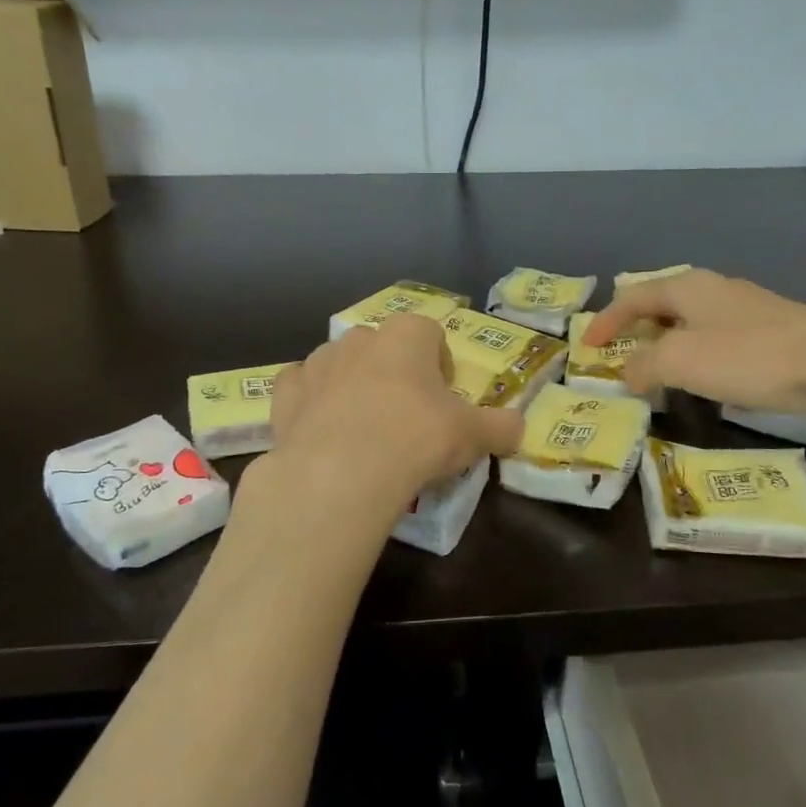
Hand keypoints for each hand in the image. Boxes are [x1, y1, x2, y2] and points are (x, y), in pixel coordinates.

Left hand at [269, 315, 523, 503]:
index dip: (440, 364)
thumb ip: (501, 427)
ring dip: (352, 385)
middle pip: (384, 347)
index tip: (445, 399)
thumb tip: (519, 427)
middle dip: (395, 373)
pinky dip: (311, 402)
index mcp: (407, 335)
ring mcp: (318, 363)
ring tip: (364, 430)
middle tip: (407, 417)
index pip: (430, 334)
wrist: (341, 472)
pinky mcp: (286, 394)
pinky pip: (301, 388)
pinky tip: (322, 430)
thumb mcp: (473, 436)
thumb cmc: (416, 439)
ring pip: (340, 365)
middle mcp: (360, 338)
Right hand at [583, 268, 805, 413]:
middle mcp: (713, 288)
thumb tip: (626, 372)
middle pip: (660, 304)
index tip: (587, 347)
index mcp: (686, 286)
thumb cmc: (747, 357)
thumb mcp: (680, 362)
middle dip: (634, 327)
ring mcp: (744, 307)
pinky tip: (701, 375)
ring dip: (664, 342)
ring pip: (688, 321)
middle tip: (616, 353)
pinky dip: (693, 353)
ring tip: (652, 369)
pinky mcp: (769, 329)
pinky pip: (714, 336)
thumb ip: (643, 365)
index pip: (631, 297)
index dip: (605, 321)